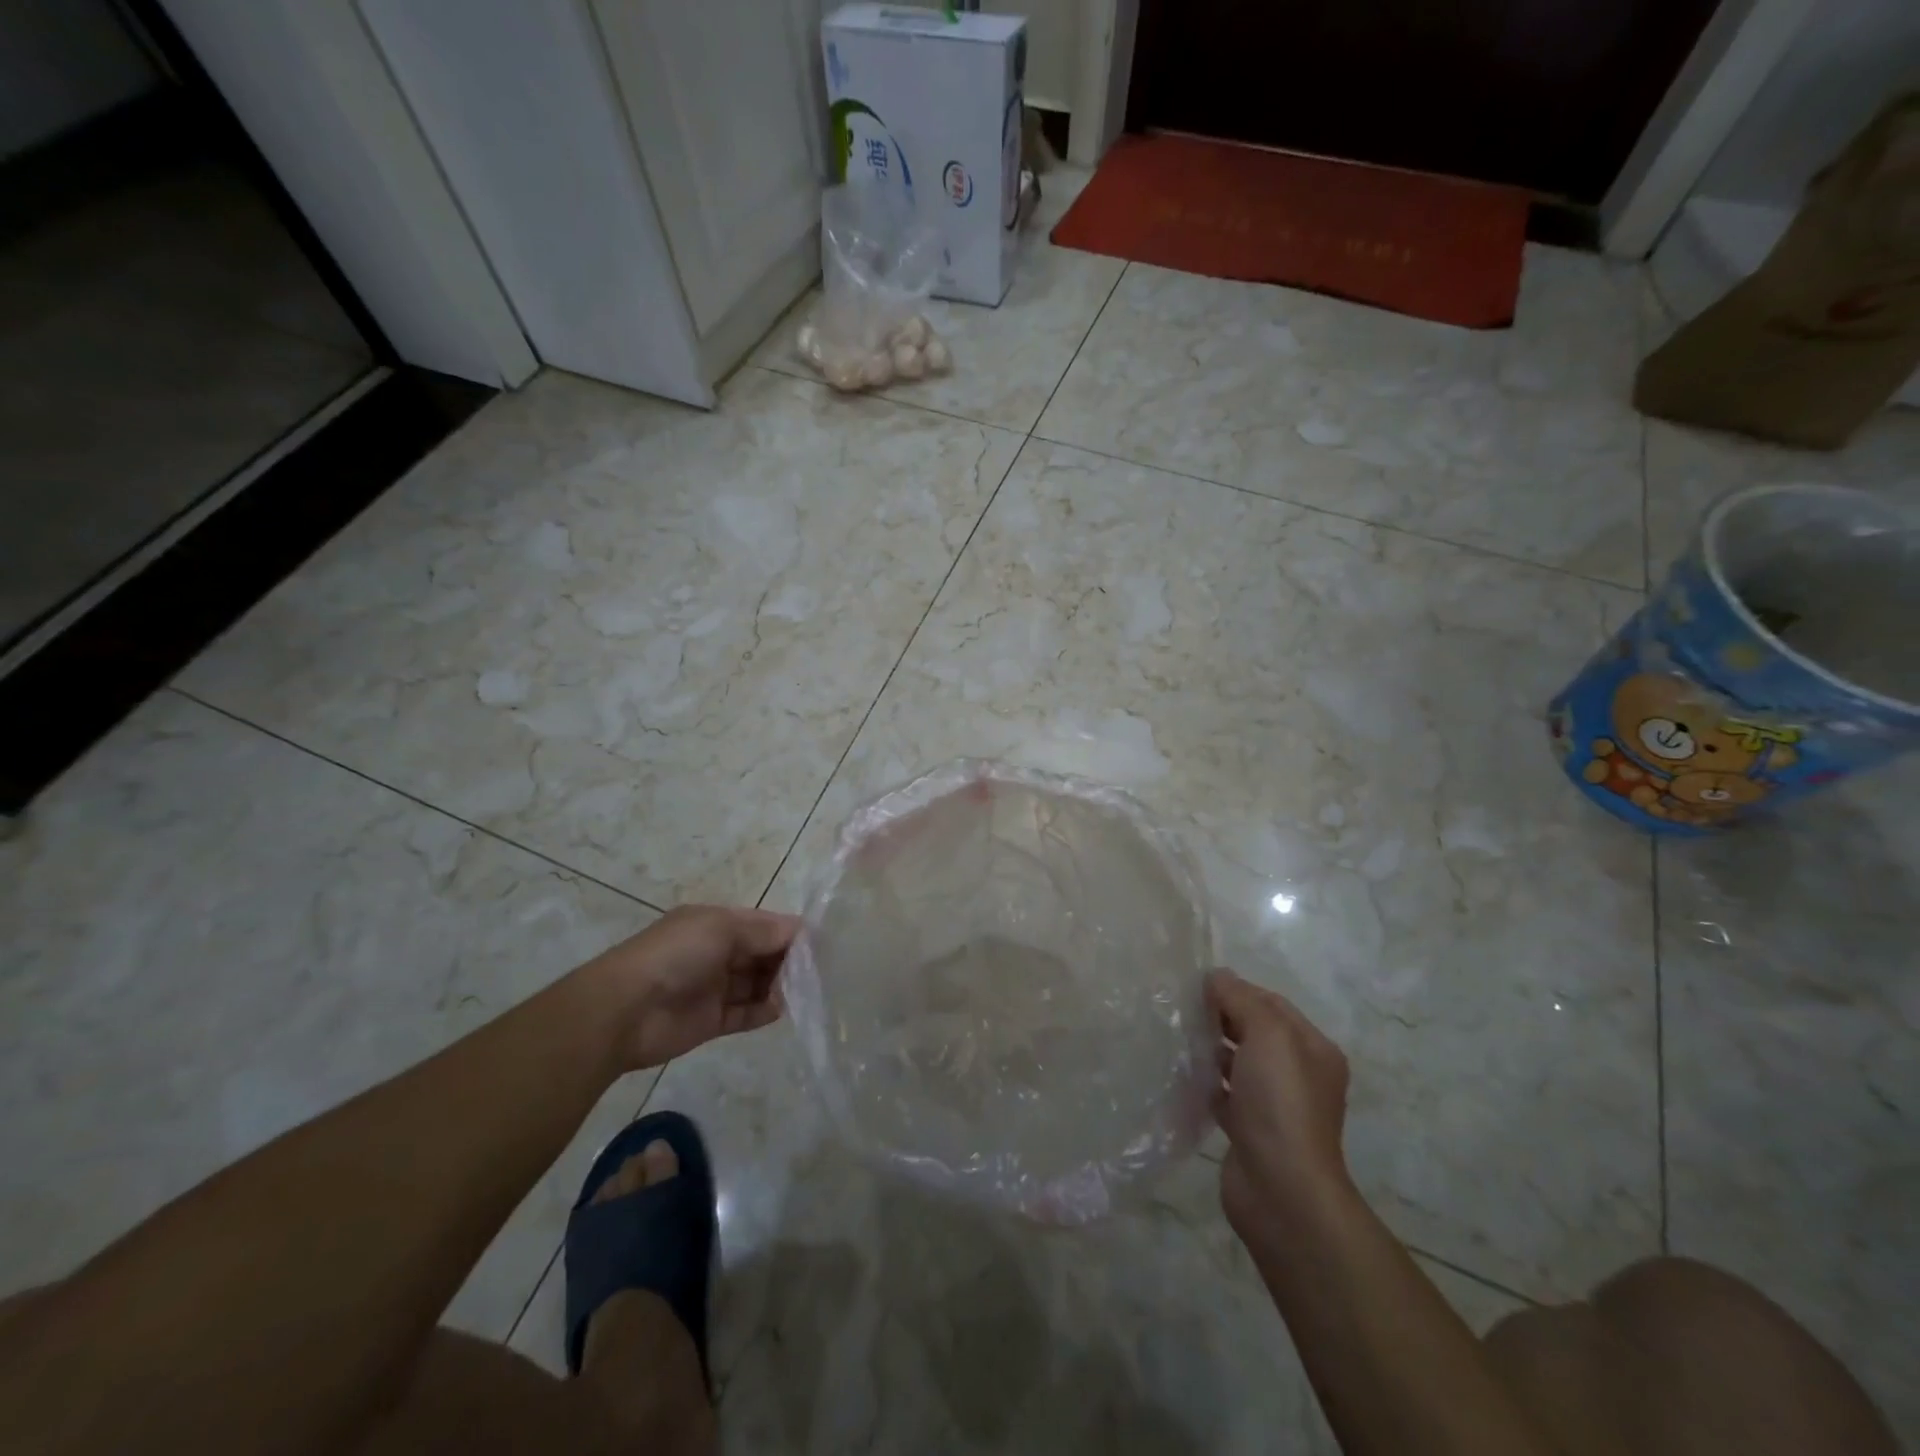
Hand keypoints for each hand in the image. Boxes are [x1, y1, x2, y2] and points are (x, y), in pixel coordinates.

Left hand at [585, 905, 798, 1070]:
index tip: (820, 944)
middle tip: (818, 970)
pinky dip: (765, 1011)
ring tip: (806, 990)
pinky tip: (783, 1008)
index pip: (763, 924)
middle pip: (762, 953)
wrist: (623, 1011)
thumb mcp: (721, 928)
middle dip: (789, 959)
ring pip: (757, 983)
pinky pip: (746, 1013)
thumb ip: (764, 932)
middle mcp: (716, 952)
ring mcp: (714, 987)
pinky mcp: (712, 1021)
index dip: (790, 932)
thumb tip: (801, 932)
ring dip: (780, 985)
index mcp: (715, 924)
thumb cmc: (675, 955)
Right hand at [1206, 969, 1354, 1247]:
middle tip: (1183, 1009)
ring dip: (1211, 1049)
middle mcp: (1299, 1075)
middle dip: (1222, 1017)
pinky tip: (1182, 1074)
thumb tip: (1217, 976)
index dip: (1238, 990)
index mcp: (1313, 1049)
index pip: (1272, 1004)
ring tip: (1177, 1037)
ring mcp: (1275, 1106)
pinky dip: (1206, 1082)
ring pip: (1238, 1063)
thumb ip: (1241, 999)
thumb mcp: (1267, 1035)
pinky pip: (1225, 1095)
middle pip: (1255, 1032)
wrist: (1282, 1190)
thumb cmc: (1281, 1102)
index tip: (1198, 986)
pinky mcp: (1250, 1131)